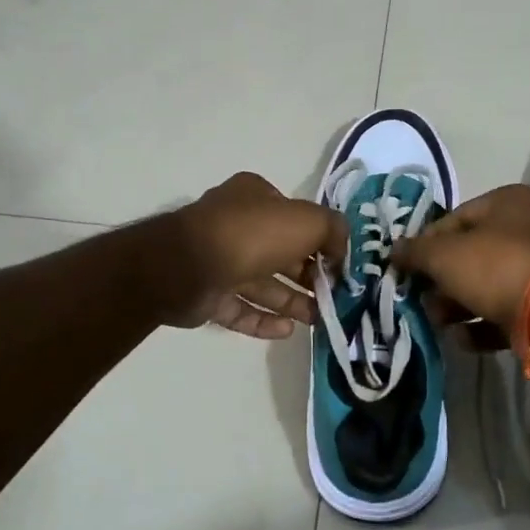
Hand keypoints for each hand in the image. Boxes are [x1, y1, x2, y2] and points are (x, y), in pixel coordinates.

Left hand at [165, 172, 345, 338]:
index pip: (294, 216)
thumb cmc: (252, 234)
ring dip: (292, 301)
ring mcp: (218, 261)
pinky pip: (241, 309)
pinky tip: (289, 331)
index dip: (320, 239)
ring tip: (320, 319)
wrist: (188, 266)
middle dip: (309, 276)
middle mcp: (236, 225)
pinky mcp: (207, 295)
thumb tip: (341, 251)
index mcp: (255, 197)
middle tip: (335, 297)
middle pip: (281, 253)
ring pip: (263, 284)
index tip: (340, 264)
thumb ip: (333, 230)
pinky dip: (265, 320)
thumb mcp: (307, 220)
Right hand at [392, 184, 529, 340]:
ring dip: (456, 306)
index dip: (426, 245)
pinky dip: (480, 326)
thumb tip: (393, 250)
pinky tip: (463, 339)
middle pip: (469, 255)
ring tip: (439, 322)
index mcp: (507, 202)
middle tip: (422, 300)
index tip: (407, 269)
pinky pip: (502, 312)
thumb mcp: (443, 255)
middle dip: (441, 282)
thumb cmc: (494, 267)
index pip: (453, 220)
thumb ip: (415, 252)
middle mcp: (526, 229)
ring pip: (484, 285)